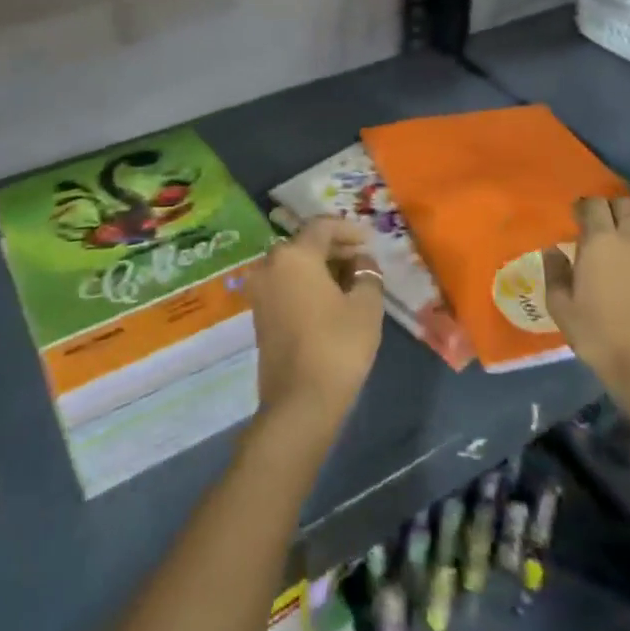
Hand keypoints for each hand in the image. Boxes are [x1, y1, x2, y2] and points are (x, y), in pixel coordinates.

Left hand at [244, 217, 382, 450]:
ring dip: (321, 266)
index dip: (349, 229)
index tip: (370, 240)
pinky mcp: (259, 314)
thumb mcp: (366, 306)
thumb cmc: (337, 346)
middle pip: (305, 244)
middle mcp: (270, 265)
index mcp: (294, 255)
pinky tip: (330, 298)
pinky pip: (285, 284)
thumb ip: (367, 273)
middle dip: (335, 248)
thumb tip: (361, 260)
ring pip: (294, 264)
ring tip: (350, 280)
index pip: (322, 227)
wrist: (299, 403)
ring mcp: (260, 290)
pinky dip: (307, 283)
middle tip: (362, 259)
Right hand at [545, 198, 629, 472]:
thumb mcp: (562, 309)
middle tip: (606, 228)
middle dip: (613, 210)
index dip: (585, 208)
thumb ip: (555, 273)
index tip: (579, 218)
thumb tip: (553, 249)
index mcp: (600, 241)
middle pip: (626, 204)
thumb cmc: (601, 339)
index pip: (594, 204)